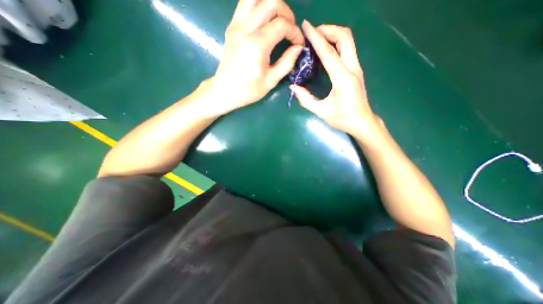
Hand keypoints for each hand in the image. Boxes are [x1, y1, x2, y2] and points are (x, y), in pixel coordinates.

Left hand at [206, 0, 302, 115]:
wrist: (225, 90)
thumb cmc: (248, 90)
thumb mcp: (271, 81)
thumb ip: (287, 62)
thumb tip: (298, 48)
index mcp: (257, 44)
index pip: (282, 24)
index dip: (295, 32)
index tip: (298, 44)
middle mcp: (245, 28)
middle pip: (272, 2)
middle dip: (287, 14)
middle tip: (290, 31)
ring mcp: (236, 24)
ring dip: (272, 5)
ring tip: (278, 22)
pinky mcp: (232, 25)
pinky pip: (246, 3)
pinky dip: (259, 7)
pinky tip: (265, 22)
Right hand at [290, 21, 383, 144]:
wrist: (362, 122)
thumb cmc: (343, 119)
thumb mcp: (322, 112)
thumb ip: (306, 99)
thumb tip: (293, 87)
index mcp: (343, 79)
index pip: (329, 53)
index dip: (316, 38)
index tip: (306, 26)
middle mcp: (352, 69)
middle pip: (345, 37)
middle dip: (328, 29)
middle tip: (312, 32)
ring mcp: (357, 68)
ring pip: (348, 41)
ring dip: (333, 34)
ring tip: (317, 38)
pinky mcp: (356, 70)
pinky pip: (347, 49)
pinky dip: (336, 43)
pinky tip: (326, 50)